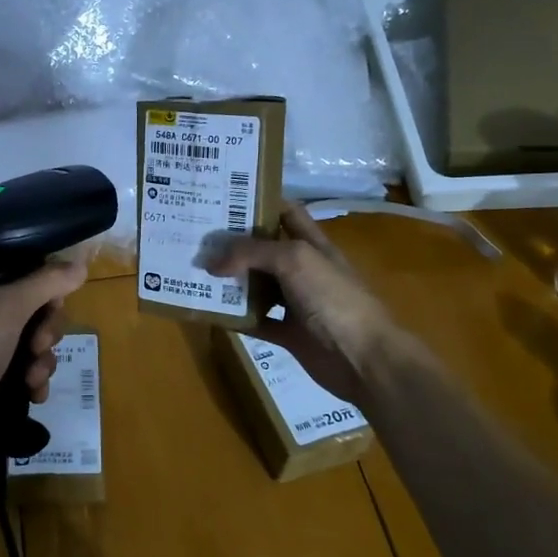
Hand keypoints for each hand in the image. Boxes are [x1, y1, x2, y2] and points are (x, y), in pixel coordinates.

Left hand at [0, 261, 88, 470]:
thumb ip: (46, 283)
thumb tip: (81, 261)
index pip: (10, 269)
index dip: (39, 285)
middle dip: (42, 330)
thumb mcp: (6, 309)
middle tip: (41, 345)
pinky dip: (26, 379)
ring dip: (38, 359)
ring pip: (20, 342)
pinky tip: (34, 395)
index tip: (54, 305)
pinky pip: (9, 370)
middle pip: (21, 307)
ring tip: (35, 379)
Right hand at [204, 203, 408, 405]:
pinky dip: (235, 317)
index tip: (225, 198)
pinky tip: (210, 311)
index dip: (261, 202)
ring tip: (194, 270)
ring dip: (229, 280)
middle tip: (197, 236)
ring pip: (256, 286)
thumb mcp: (294, 260)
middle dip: (234, 242)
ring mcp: (295, 303)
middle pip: (264, 249)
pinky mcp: (288, 334)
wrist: (363, 359)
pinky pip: (255, 322)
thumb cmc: (333, 299)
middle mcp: (303, 270)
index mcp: (312, 245)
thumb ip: (251, 253)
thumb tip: (212, 262)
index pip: (287, 213)